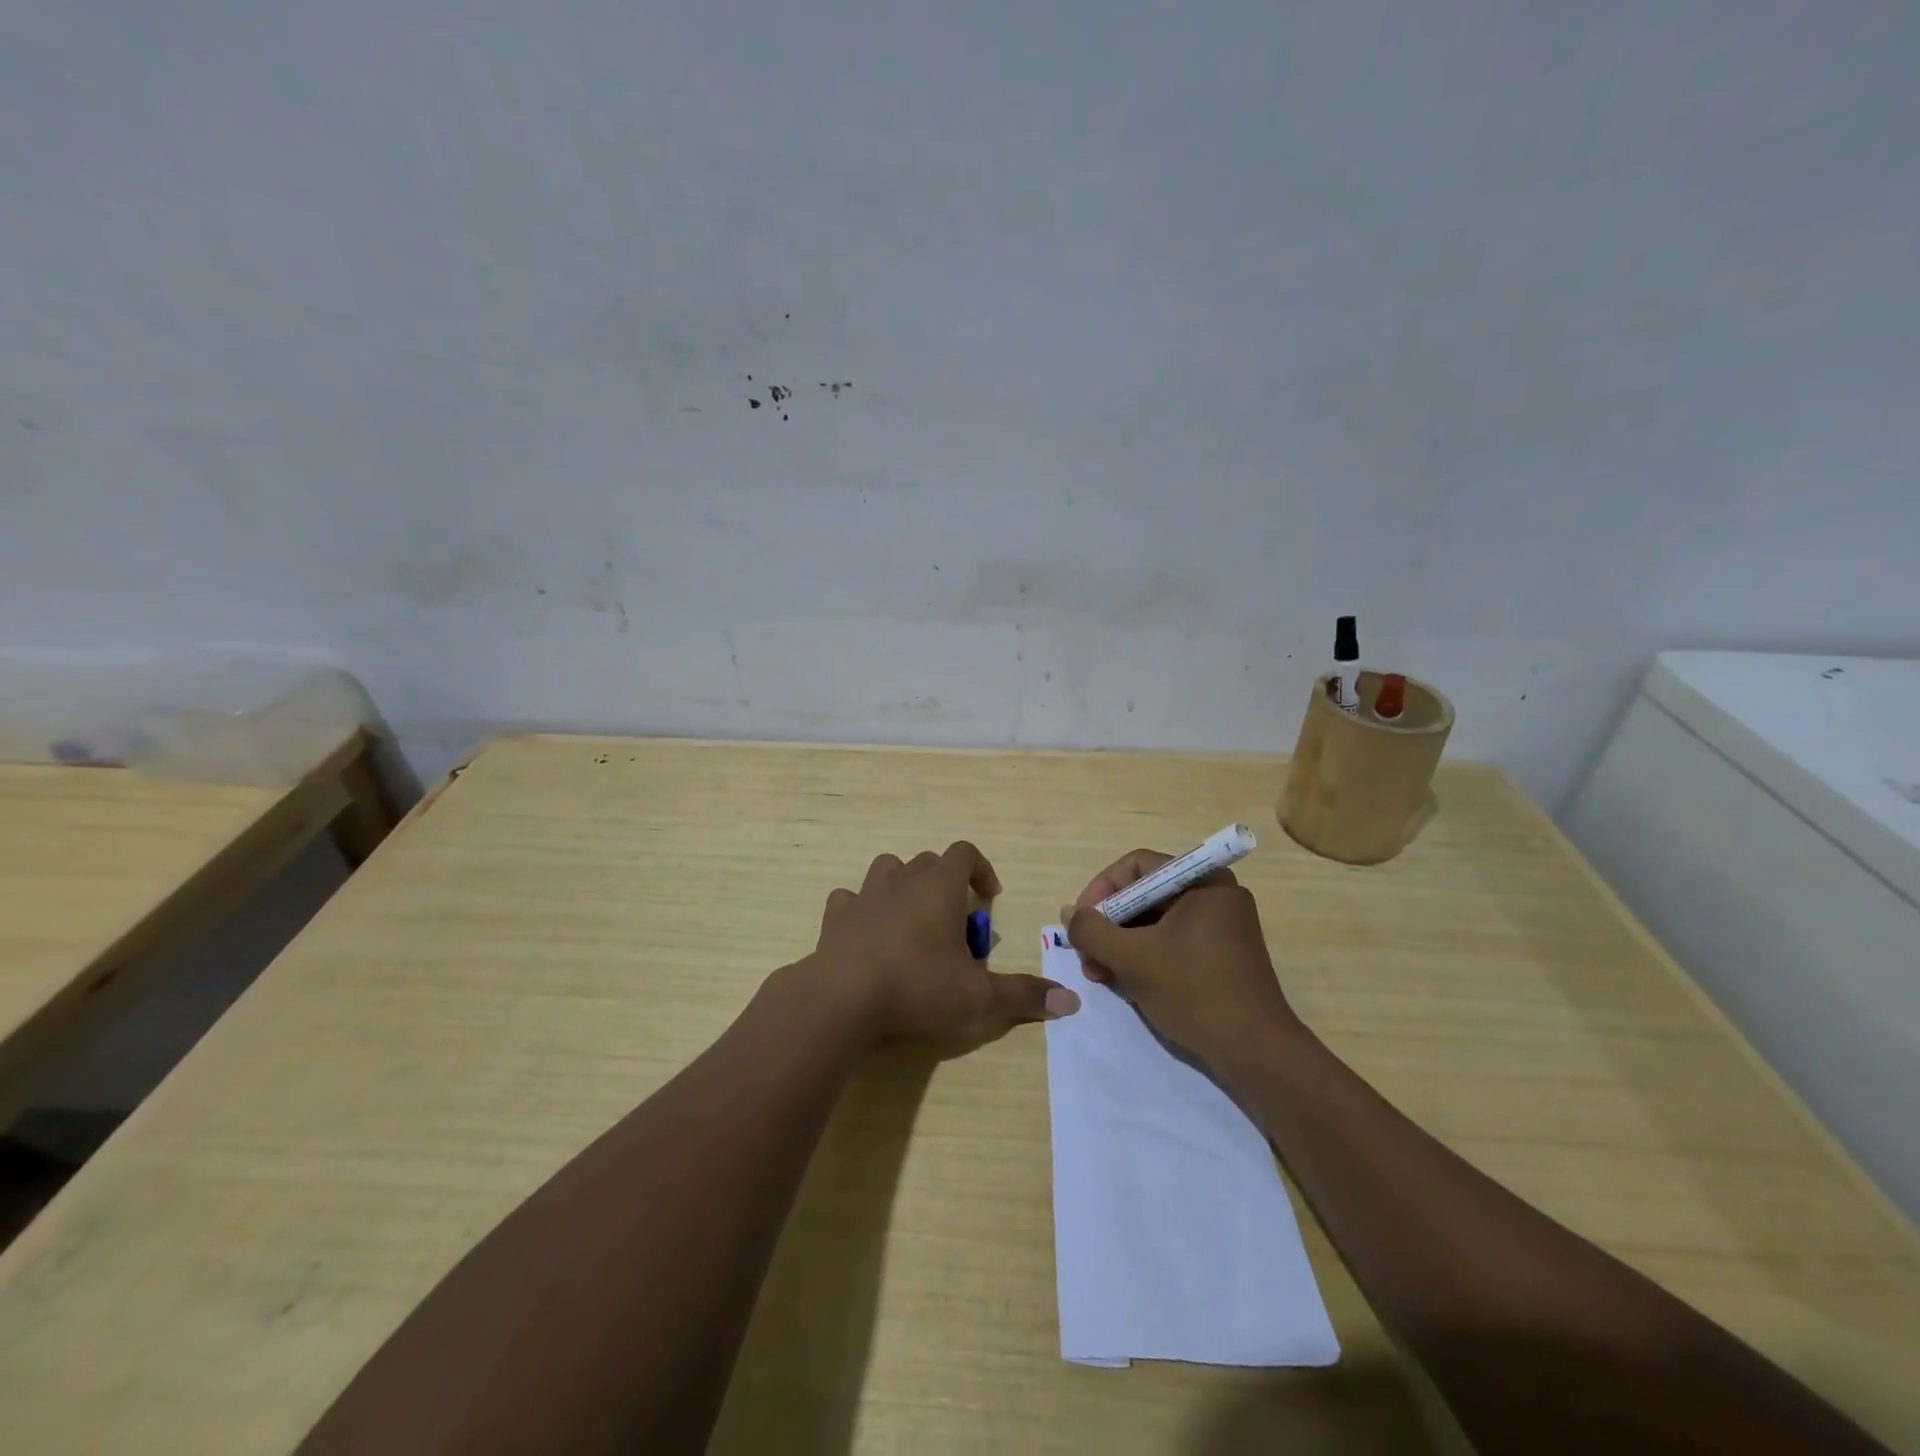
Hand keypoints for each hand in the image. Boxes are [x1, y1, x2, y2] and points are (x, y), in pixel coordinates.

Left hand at [809, 841, 1079, 1045]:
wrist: (842, 998)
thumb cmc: (916, 986)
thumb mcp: (978, 997)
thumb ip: (1023, 995)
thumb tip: (1071, 1002)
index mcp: (939, 886)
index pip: (965, 853)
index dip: (981, 868)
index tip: (989, 898)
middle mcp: (902, 880)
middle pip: (929, 862)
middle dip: (946, 884)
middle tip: (955, 925)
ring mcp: (865, 895)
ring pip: (888, 869)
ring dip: (903, 886)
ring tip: (912, 921)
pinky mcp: (836, 916)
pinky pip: (850, 899)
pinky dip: (862, 910)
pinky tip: (868, 935)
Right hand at [1064, 848, 1301, 1064]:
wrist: (1256, 1052)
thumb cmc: (1194, 991)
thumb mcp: (1133, 958)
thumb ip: (1093, 930)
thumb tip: (1070, 914)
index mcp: (1203, 881)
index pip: (1137, 866)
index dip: (1101, 889)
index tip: (1081, 922)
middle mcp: (1214, 896)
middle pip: (1144, 895)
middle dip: (1109, 924)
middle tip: (1086, 955)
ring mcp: (1220, 928)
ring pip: (1155, 923)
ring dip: (1121, 945)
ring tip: (1099, 975)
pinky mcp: (1220, 958)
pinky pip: (1171, 944)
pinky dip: (1144, 958)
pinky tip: (1124, 984)